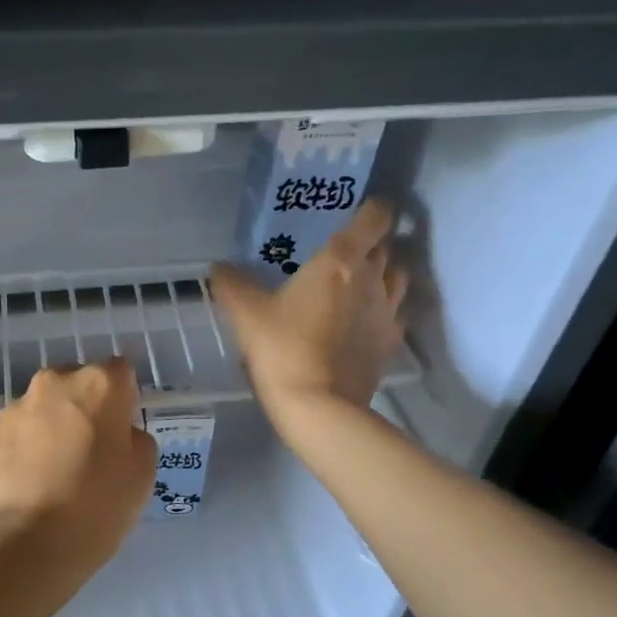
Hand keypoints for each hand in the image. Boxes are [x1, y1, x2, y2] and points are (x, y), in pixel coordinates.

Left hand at [0, 357, 156, 570]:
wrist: (20, 545)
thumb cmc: (94, 507)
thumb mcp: (142, 475)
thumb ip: (135, 441)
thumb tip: (119, 435)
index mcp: (98, 385)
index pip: (121, 373)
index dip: (125, 402)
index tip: (123, 435)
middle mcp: (53, 384)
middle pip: (78, 385)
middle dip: (86, 410)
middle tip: (92, 455)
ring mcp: (14, 410)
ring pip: (45, 410)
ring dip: (54, 430)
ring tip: (57, 477)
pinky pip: (19, 437)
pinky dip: (27, 452)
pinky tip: (32, 489)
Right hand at [211, 199, 408, 416]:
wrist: (319, 406)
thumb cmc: (282, 348)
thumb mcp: (246, 313)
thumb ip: (232, 284)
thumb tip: (219, 268)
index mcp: (340, 260)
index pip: (373, 218)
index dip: (372, 210)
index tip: (360, 211)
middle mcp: (372, 279)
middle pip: (386, 248)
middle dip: (373, 243)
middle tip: (347, 250)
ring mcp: (387, 313)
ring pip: (398, 278)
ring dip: (384, 274)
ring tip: (361, 282)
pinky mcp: (390, 345)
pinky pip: (395, 315)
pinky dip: (385, 310)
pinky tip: (365, 321)